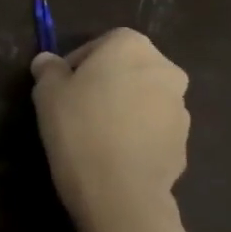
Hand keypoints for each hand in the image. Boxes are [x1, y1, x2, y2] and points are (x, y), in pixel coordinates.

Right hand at [31, 28, 189, 231]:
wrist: (119, 189)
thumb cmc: (79, 126)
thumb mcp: (47, 91)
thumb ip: (48, 68)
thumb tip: (49, 62)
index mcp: (131, 47)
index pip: (103, 43)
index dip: (79, 62)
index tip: (62, 84)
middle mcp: (164, 70)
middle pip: (129, 69)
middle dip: (106, 83)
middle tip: (77, 106)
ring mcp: (180, 108)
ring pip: (143, 99)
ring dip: (124, 108)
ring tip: (95, 133)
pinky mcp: (183, 142)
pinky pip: (153, 129)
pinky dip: (136, 134)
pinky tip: (112, 153)